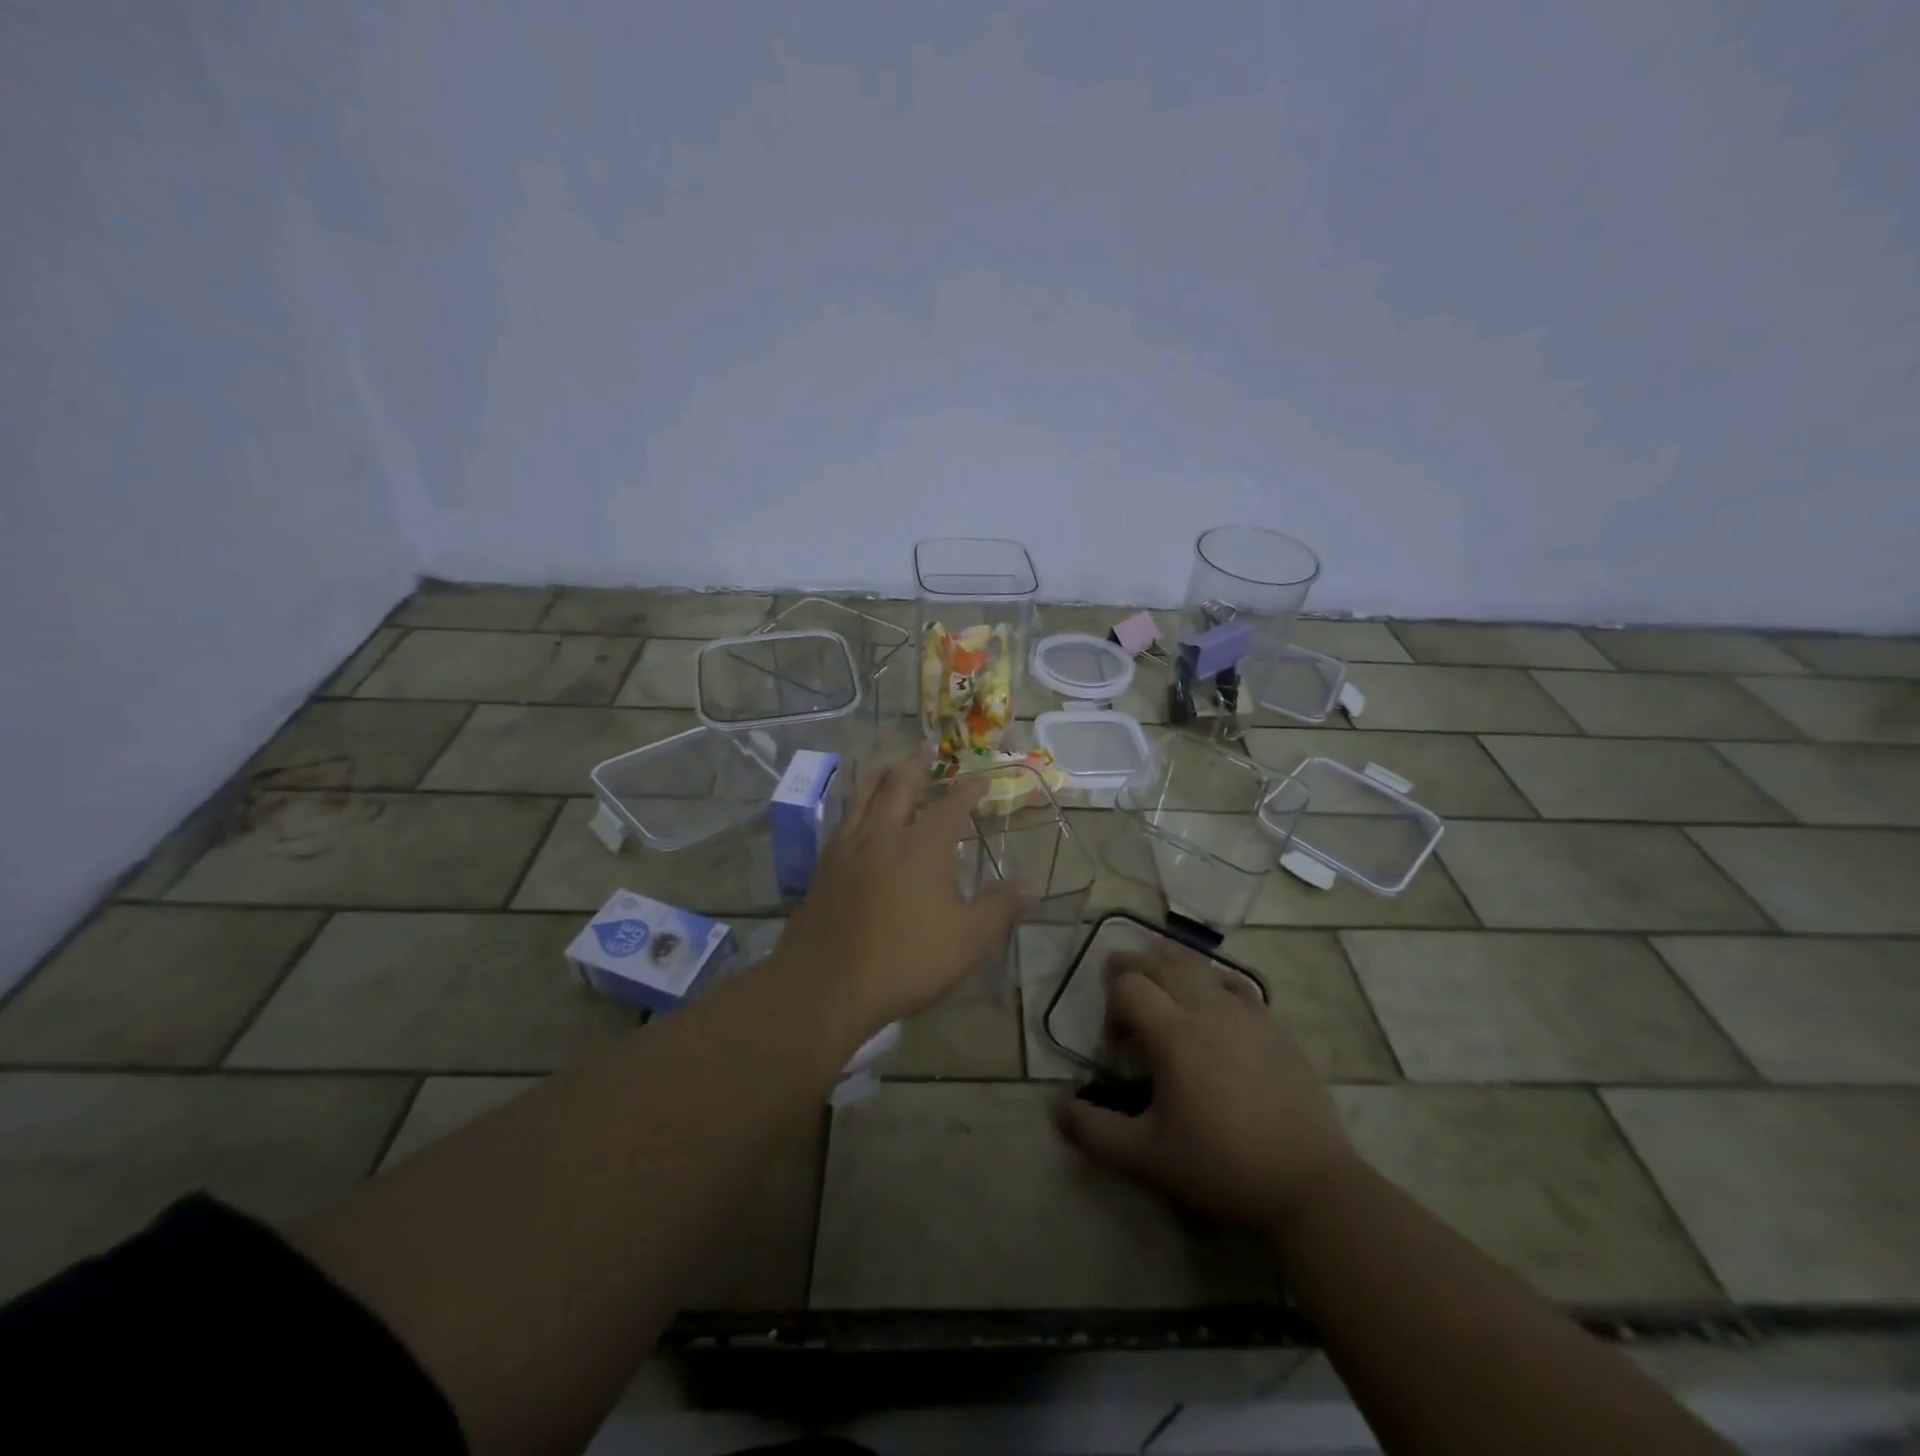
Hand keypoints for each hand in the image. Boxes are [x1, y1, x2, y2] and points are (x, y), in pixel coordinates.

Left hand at [777, 760, 1031, 1035]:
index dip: (968, 790)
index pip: (951, 807)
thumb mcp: (967, 940)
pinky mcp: (823, 868)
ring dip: (877, 776)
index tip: (980, 778)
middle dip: (916, 766)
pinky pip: (841, 822)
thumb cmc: (905, 960)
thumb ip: (1000, 908)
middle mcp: (884, 835)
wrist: (826, 985)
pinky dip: (852, 806)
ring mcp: (848, 849)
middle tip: (925, 749)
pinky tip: (853, 816)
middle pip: (899, 787)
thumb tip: (1033, 885)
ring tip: (885, 765)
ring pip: (862, 797)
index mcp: (923, 847)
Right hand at [1057, 944, 1359, 1231]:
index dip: (1111, 1006)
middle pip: (1158, 962)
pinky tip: (1211, 1006)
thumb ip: (1096, 1132)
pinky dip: (1210, 982)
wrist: (1310, 1183)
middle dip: (1132, 968)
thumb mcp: (1149, 1157)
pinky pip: (1233, 983)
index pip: (1127, 985)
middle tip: (1123, 994)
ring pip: (1197, 965)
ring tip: (1161, 989)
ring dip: (1169, 967)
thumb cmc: (1222, 1166)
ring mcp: (1244, 1011)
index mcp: (1173, 1033)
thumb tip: (1057, 1108)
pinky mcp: (1272, 1023)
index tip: (1117, 1048)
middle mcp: (1206, 1007)